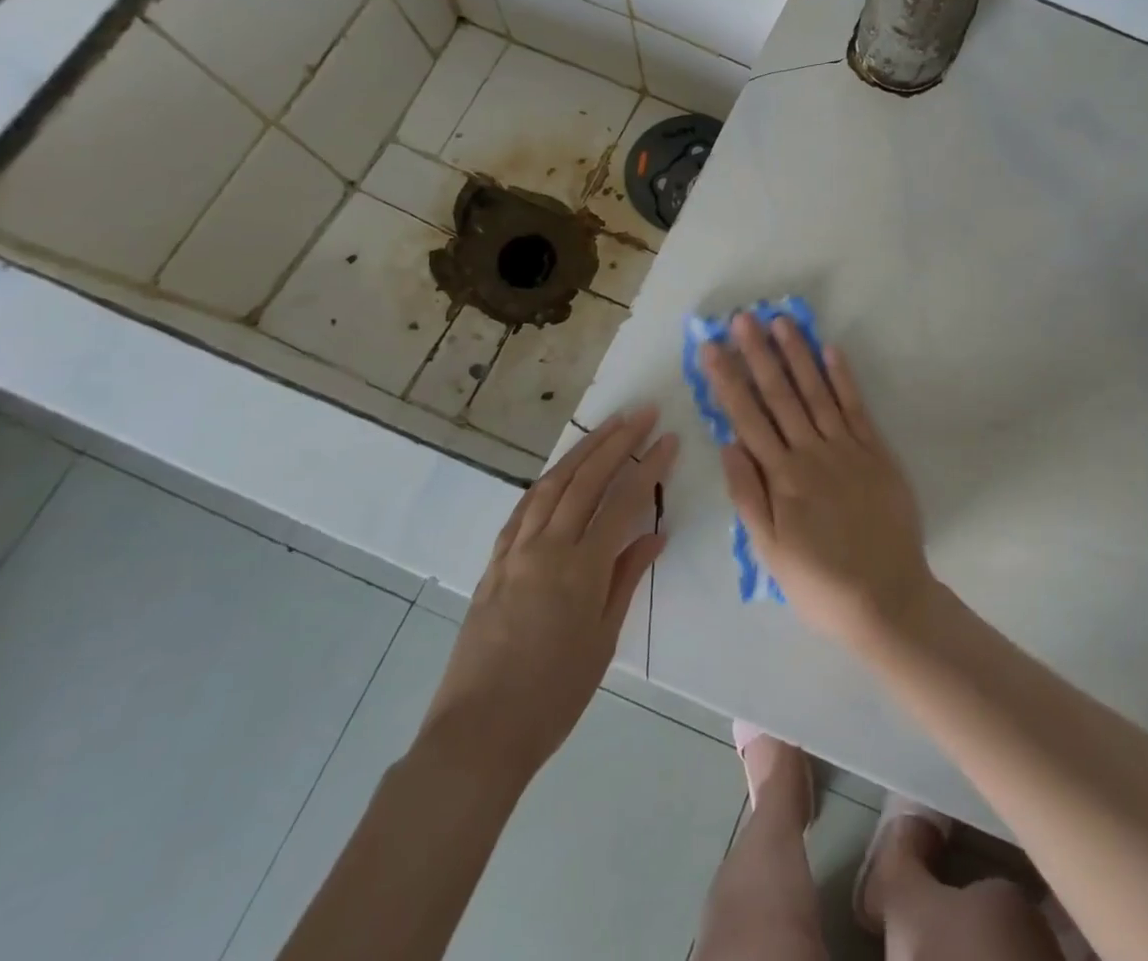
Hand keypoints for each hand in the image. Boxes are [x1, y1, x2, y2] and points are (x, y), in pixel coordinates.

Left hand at [419, 409, 675, 774]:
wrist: (477, 734)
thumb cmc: (553, 695)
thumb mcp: (602, 640)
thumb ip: (626, 578)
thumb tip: (654, 534)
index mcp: (580, 568)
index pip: (623, 501)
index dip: (649, 466)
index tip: (669, 438)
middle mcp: (546, 547)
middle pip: (586, 479)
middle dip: (617, 441)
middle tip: (642, 413)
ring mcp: (514, 552)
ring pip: (551, 485)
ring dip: (581, 451)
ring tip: (607, 427)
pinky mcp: (493, 563)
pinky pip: (522, 508)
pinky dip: (546, 482)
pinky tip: (558, 473)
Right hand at [705, 313, 931, 649]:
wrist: (887, 599)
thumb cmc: (820, 582)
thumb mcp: (770, 552)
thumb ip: (748, 495)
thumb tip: (727, 444)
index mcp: (782, 477)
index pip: (747, 417)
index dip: (727, 380)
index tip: (712, 348)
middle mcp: (811, 453)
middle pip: (779, 395)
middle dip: (758, 354)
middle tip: (742, 318)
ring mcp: (847, 448)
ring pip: (816, 392)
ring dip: (797, 354)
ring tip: (781, 321)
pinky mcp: (877, 452)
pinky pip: (857, 407)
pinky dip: (843, 378)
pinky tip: (830, 350)